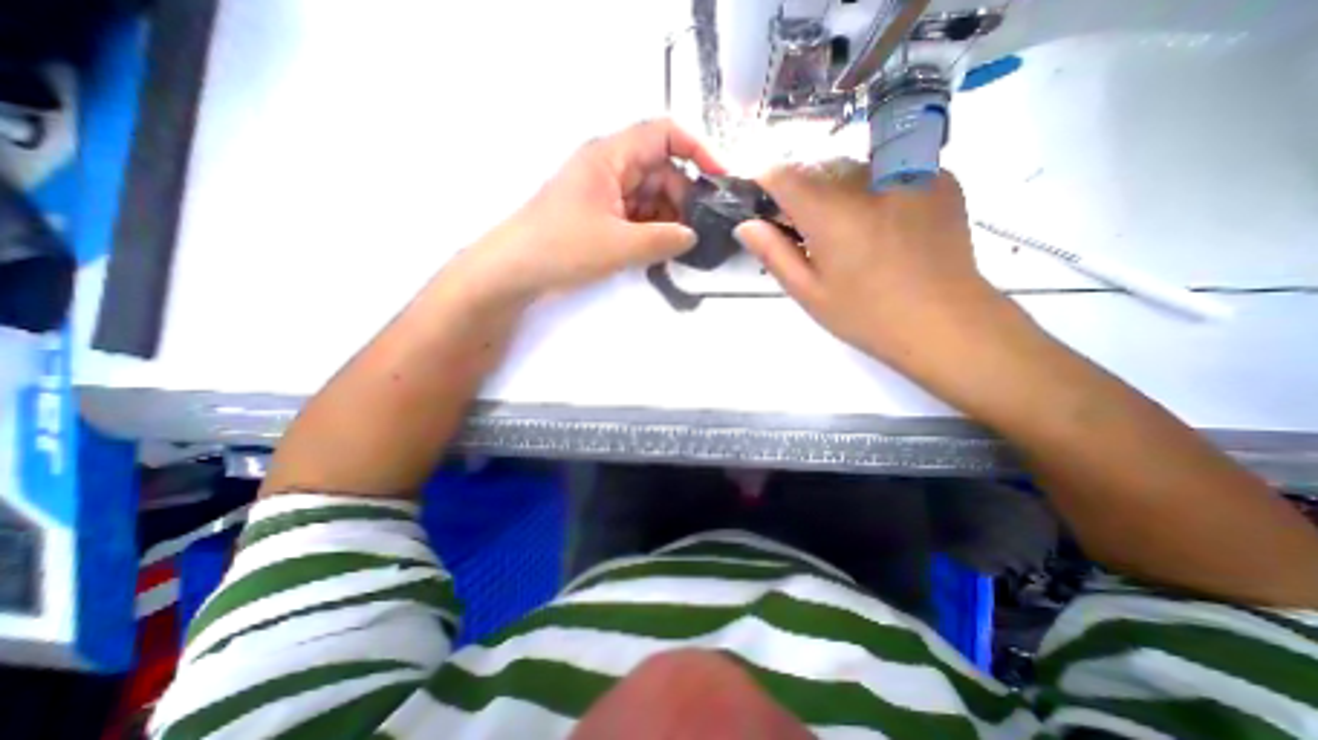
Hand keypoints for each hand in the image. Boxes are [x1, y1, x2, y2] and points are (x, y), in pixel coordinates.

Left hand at [463, 119, 725, 300]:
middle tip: (698, 230)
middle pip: (660, 171)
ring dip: (668, 219)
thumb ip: (663, 239)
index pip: (663, 134)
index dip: (696, 151)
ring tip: (683, 246)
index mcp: (611, 157)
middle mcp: (610, 169)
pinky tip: (662, 251)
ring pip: (649, 197)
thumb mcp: (619, 244)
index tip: (719, 179)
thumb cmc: (563, 246)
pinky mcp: (601, 218)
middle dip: (683, 198)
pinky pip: (636, 217)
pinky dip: (651, 231)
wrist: (515, 270)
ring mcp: (605, 195)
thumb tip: (692, 237)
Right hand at [736, 161, 1011, 379]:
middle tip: (806, 232)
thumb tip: (745, 225)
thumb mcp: (808, 292)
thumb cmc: (866, 316)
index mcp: (832, 213)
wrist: (946, 322)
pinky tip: (884, 226)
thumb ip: (773, 253)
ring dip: (837, 191)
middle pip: (818, 167)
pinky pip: (890, 171)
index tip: (763, 207)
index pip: (783, 173)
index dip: (765, 184)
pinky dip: (874, 190)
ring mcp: (910, 173)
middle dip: (802, 193)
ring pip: (854, 168)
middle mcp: (869, 181)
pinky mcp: (939, 177)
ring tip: (848, 232)